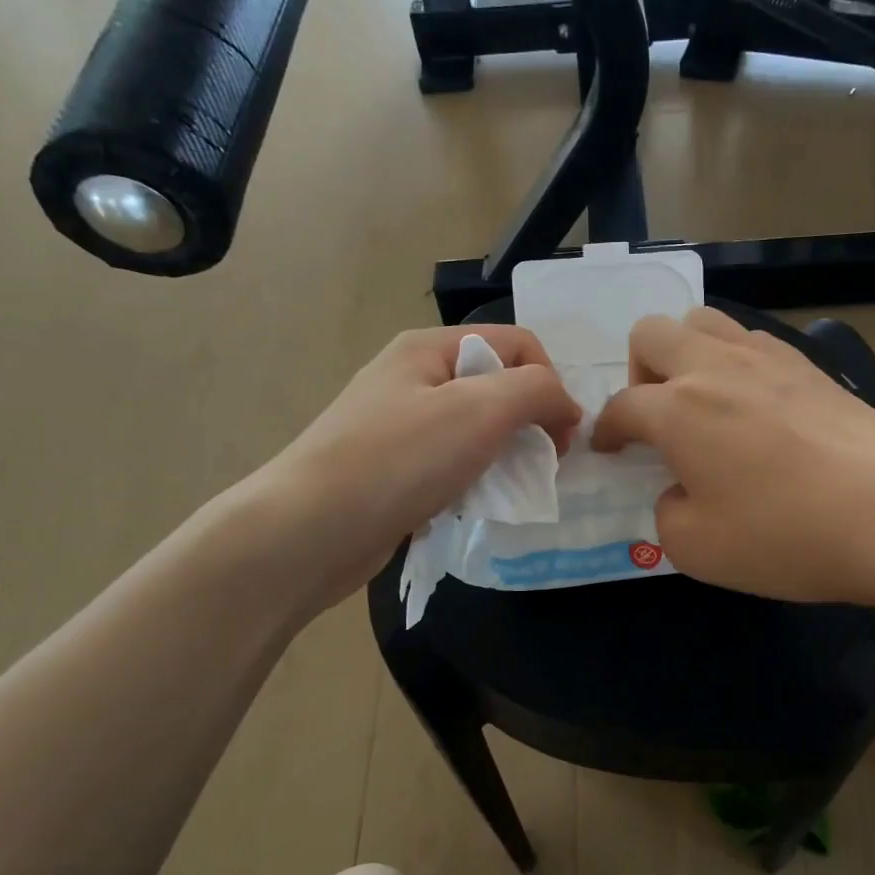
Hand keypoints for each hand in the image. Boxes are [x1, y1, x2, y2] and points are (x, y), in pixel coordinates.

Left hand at [242, 326, 581, 609]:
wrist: (309, 531)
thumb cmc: (399, 460)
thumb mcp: (481, 410)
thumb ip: (536, 391)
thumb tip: (566, 404)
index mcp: (428, 348)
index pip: (516, 343)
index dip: (549, 382)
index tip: (562, 436)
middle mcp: (412, 378)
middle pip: (496, 386)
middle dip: (529, 422)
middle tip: (542, 466)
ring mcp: (398, 426)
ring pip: (476, 430)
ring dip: (504, 456)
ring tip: (509, 489)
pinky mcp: (392, 470)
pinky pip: (451, 464)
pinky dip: (473, 481)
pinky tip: (473, 505)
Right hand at [591, 308, 874, 605]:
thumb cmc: (784, 535)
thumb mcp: (696, 549)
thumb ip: (666, 513)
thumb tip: (678, 490)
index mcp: (677, 409)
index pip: (621, 406)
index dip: (605, 430)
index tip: (608, 450)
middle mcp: (714, 368)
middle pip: (651, 333)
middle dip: (638, 371)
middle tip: (656, 416)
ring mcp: (766, 358)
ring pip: (703, 321)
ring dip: (685, 353)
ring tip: (701, 399)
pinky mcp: (808, 364)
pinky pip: (752, 339)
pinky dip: (733, 360)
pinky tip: (752, 403)